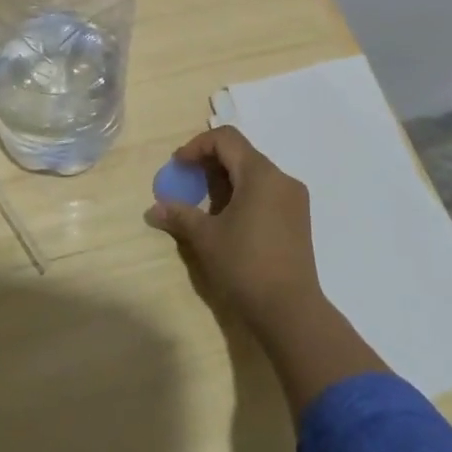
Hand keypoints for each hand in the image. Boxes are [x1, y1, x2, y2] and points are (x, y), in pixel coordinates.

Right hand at [145, 126, 325, 335]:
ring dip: (226, 181)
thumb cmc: (245, 266)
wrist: (291, 311)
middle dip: (210, 164)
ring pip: (254, 174)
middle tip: (187, 184)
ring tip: (205, 205)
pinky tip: (229, 220)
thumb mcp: (206, 238)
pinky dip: (244, 195)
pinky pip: (267, 192)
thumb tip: (153, 209)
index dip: (197, 146)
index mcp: (260, 174)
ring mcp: (294, 199)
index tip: (178, 166)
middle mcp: (281, 178)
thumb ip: (180, 215)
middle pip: (241, 154)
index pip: (226, 139)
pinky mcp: (298, 219)